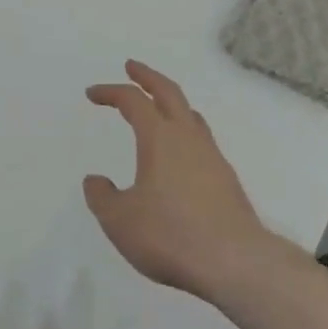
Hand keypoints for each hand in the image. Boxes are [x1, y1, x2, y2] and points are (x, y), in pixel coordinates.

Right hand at [83, 60, 272, 302]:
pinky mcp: (226, 178)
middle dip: (147, 76)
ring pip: (190, 114)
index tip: (92, 94)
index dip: (110, 92)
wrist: (235, 261)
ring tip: (158, 107)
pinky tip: (181, 154)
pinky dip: (185, 131)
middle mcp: (187, 136)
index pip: (132, 100)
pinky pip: (201, 139)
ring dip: (170, 102)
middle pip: (168, 91)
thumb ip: (102, 197)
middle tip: (132, 67)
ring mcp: (211, 155)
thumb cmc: (171, 235)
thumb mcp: (120, 221)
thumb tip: (95, 180)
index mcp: (159, 137)